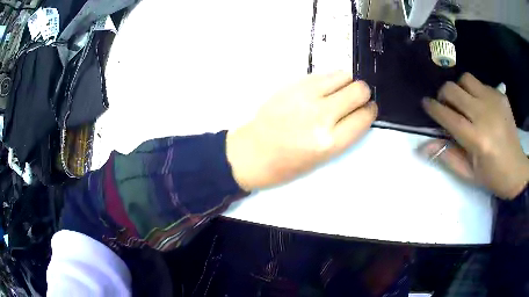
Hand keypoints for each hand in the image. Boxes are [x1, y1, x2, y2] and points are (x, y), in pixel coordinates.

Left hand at [226, 71, 376, 190]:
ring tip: (339, 92)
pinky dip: (330, 80)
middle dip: (362, 94)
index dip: (370, 111)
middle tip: (356, 99)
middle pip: (359, 90)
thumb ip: (345, 132)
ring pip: (343, 75)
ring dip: (347, 83)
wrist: (253, 152)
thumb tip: (360, 109)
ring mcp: (306, 96)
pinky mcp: (294, 84)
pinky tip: (324, 89)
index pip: (364, 116)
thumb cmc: (288, 163)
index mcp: (330, 142)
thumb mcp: (324, 157)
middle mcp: (321, 116)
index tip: (368, 109)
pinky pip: (324, 74)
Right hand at [420, 73, 528, 198]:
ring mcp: (494, 101)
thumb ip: (446, 156)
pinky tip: (481, 106)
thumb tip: (422, 147)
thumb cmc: (491, 176)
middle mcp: (484, 115)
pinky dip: (475, 92)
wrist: (516, 169)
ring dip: (460, 89)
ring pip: (466, 79)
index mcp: (476, 139)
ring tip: (464, 102)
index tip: (425, 103)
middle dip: (443, 95)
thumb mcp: (468, 173)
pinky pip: (480, 84)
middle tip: (446, 105)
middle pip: (453, 90)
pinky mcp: (500, 95)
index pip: (448, 116)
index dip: (433, 108)